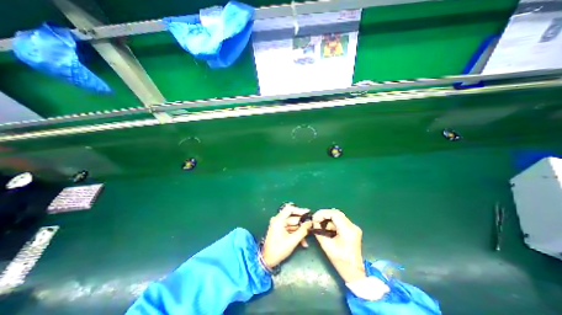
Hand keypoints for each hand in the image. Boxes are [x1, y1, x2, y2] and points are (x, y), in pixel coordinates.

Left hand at [263, 206, 314, 268]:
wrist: (267, 260)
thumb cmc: (278, 250)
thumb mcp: (293, 240)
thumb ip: (303, 230)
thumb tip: (310, 222)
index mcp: (278, 220)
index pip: (289, 209)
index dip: (299, 210)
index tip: (308, 213)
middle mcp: (278, 220)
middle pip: (292, 218)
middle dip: (302, 224)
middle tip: (311, 227)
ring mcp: (278, 225)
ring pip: (293, 224)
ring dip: (300, 231)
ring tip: (306, 240)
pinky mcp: (280, 230)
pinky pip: (290, 229)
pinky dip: (296, 234)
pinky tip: (302, 242)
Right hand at [312, 210, 364, 282]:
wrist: (354, 273)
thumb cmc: (341, 261)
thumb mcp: (327, 246)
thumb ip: (319, 232)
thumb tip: (314, 223)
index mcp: (348, 230)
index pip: (334, 213)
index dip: (322, 213)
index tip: (314, 218)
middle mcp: (352, 226)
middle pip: (336, 213)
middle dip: (324, 215)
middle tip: (315, 219)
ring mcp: (354, 227)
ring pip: (338, 216)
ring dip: (327, 218)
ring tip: (319, 223)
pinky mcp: (352, 230)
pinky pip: (340, 222)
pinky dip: (332, 223)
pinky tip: (326, 227)